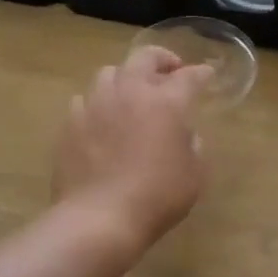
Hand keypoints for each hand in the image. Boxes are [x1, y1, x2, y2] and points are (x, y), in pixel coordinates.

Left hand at [53, 47, 211, 244]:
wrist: (100, 218)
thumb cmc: (159, 196)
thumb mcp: (195, 173)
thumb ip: (192, 145)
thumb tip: (182, 135)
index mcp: (167, 102)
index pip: (189, 77)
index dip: (201, 74)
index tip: (207, 76)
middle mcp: (130, 93)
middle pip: (144, 58)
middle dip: (161, 59)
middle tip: (170, 70)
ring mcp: (95, 105)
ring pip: (109, 73)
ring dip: (126, 77)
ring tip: (132, 94)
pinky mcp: (70, 123)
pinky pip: (85, 100)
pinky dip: (99, 103)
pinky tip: (104, 119)